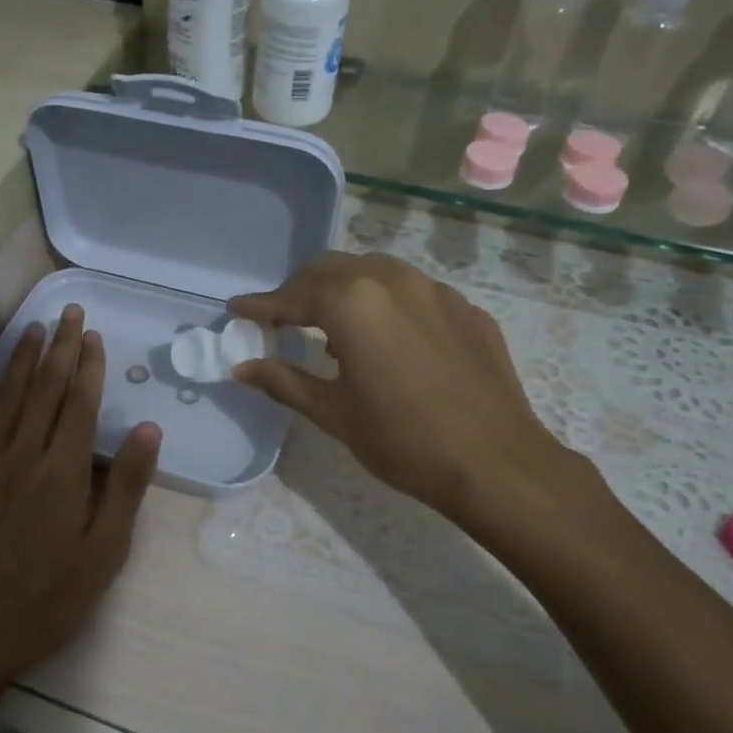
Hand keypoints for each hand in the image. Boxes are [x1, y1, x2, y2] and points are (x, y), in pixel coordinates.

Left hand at [0, 305, 161, 690]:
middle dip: (58, 348)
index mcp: (64, 471)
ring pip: (5, 397)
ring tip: (31, 327)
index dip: (88, 366)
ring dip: (19, 359)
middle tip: (67, 311)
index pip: (80, 404)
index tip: (92, 333)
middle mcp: (24, 454)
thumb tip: (150, 429)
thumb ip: (125, 487)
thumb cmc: (47, 599)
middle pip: (44, 389)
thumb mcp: (104, 552)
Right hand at [229, 253, 588, 529]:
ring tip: (335, 331)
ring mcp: (436, 291)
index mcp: (353, 303)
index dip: (261, 306)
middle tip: (283, 319)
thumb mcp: (334, 413)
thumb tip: (242, 368)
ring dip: (345, 291)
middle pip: (333, 269)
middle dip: (301, 290)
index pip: (293, 296)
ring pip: (376, 272)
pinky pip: (414, 293)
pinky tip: (390, 342)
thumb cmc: (402, 440)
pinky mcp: (467, 310)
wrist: (496, 463)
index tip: (236, 311)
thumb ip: (284, 381)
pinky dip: (387, 305)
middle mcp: (393, 280)